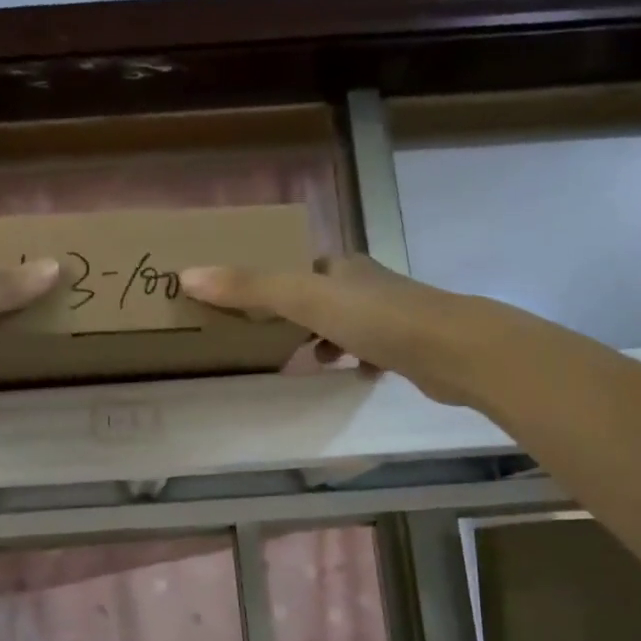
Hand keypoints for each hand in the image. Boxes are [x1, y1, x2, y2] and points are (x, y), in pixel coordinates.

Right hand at [181, 254, 509, 407]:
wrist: (454, 350)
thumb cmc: (376, 318)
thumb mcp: (304, 300)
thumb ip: (248, 288)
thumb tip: (185, 275)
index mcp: (342, 266)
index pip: (299, 267)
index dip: (272, 283)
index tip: (247, 307)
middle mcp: (366, 283)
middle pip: (321, 295)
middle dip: (295, 316)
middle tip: (268, 340)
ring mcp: (391, 313)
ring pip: (346, 323)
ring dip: (323, 339)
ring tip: (305, 362)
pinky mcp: (409, 345)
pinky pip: (371, 349)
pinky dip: (354, 360)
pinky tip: (348, 375)